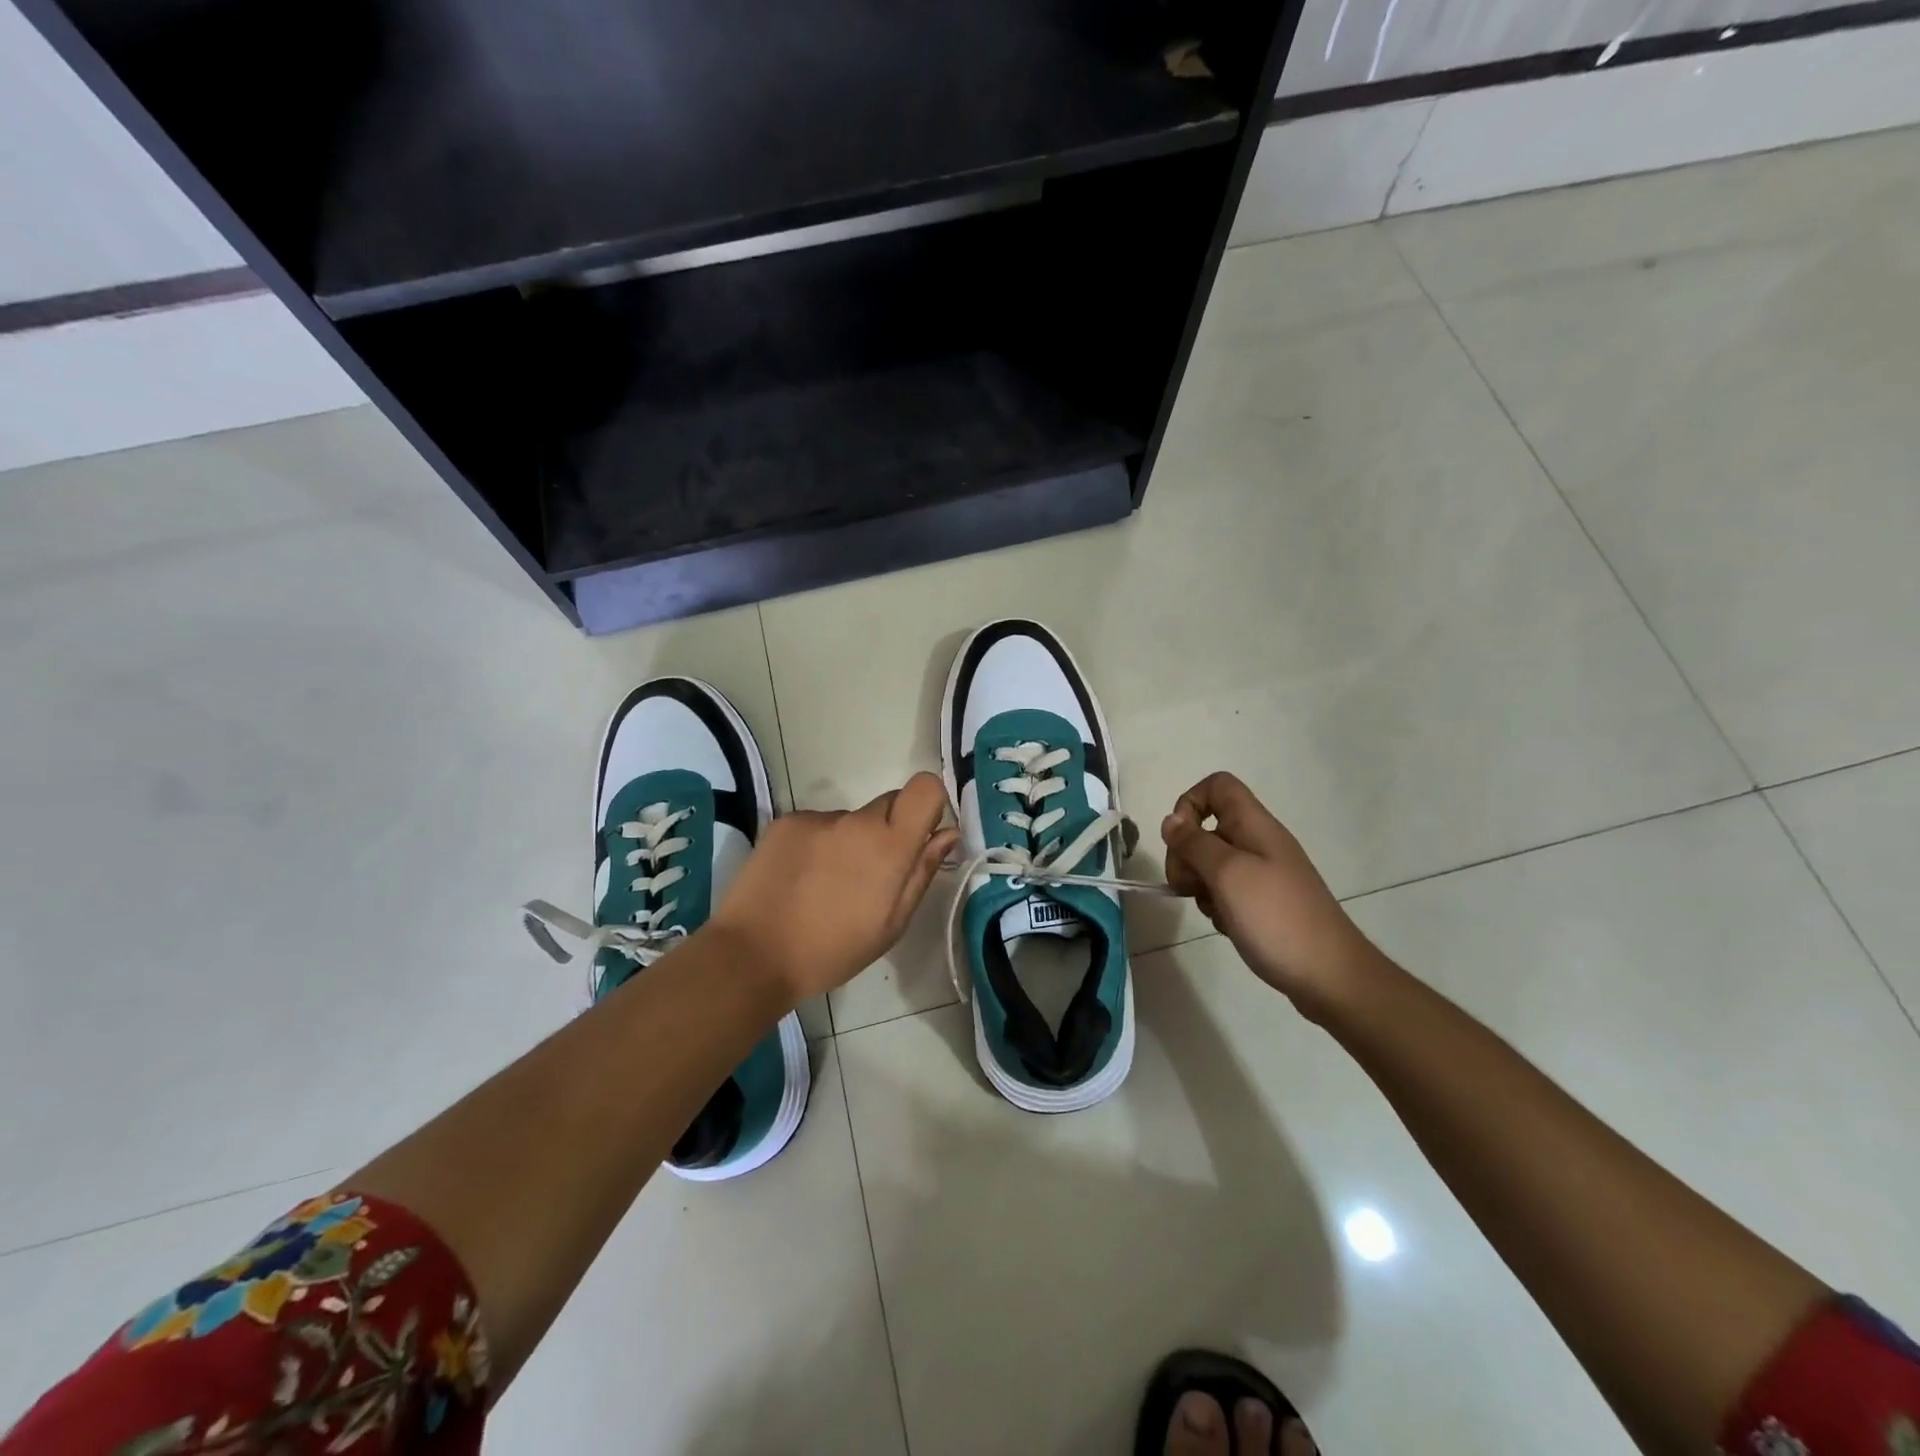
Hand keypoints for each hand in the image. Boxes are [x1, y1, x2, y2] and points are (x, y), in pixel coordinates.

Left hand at [709, 772, 959, 1003]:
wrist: (753, 954)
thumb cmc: (832, 950)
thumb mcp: (891, 924)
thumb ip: (922, 872)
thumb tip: (947, 834)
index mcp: (890, 846)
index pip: (925, 788)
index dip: (929, 803)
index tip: (920, 833)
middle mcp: (856, 820)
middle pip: (888, 804)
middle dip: (888, 830)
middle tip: (869, 874)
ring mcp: (818, 818)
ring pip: (849, 820)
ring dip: (848, 841)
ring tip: (824, 885)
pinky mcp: (786, 822)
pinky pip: (816, 826)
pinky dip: (816, 845)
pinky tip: (800, 879)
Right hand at [1161, 772, 1380, 1019]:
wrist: (1329, 975)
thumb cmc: (1276, 917)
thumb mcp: (1227, 874)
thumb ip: (1194, 843)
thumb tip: (1171, 821)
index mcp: (1254, 825)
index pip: (1216, 786)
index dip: (1189, 803)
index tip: (1180, 840)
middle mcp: (1258, 842)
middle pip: (1206, 826)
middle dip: (1186, 854)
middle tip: (1187, 885)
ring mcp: (1262, 873)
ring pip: (1211, 862)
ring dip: (1200, 884)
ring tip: (1215, 910)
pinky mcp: (1263, 901)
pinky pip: (1226, 890)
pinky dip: (1217, 904)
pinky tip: (1228, 925)